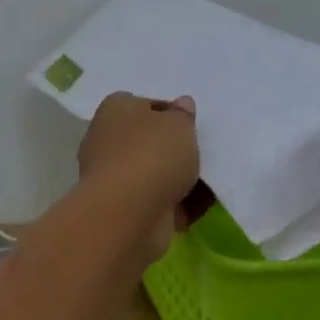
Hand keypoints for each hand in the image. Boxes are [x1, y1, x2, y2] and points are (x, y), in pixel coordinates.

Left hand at [78, 92, 201, 265]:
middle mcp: (108, 141)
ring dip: (181, 178)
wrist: (128, 214)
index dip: (170, 112)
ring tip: (211, 179)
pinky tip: (204, 204)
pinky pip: (160, 202)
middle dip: (175, 148)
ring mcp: (115, 178)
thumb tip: (181, 105)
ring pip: (156, 173)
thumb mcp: (179, 123)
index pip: (144, 105)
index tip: (191, 124)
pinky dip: (181, 204)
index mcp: (115, 110)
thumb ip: (183, 114)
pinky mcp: (125, 210)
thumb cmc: (152, 154)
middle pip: (150, 141)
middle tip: (203, 150)